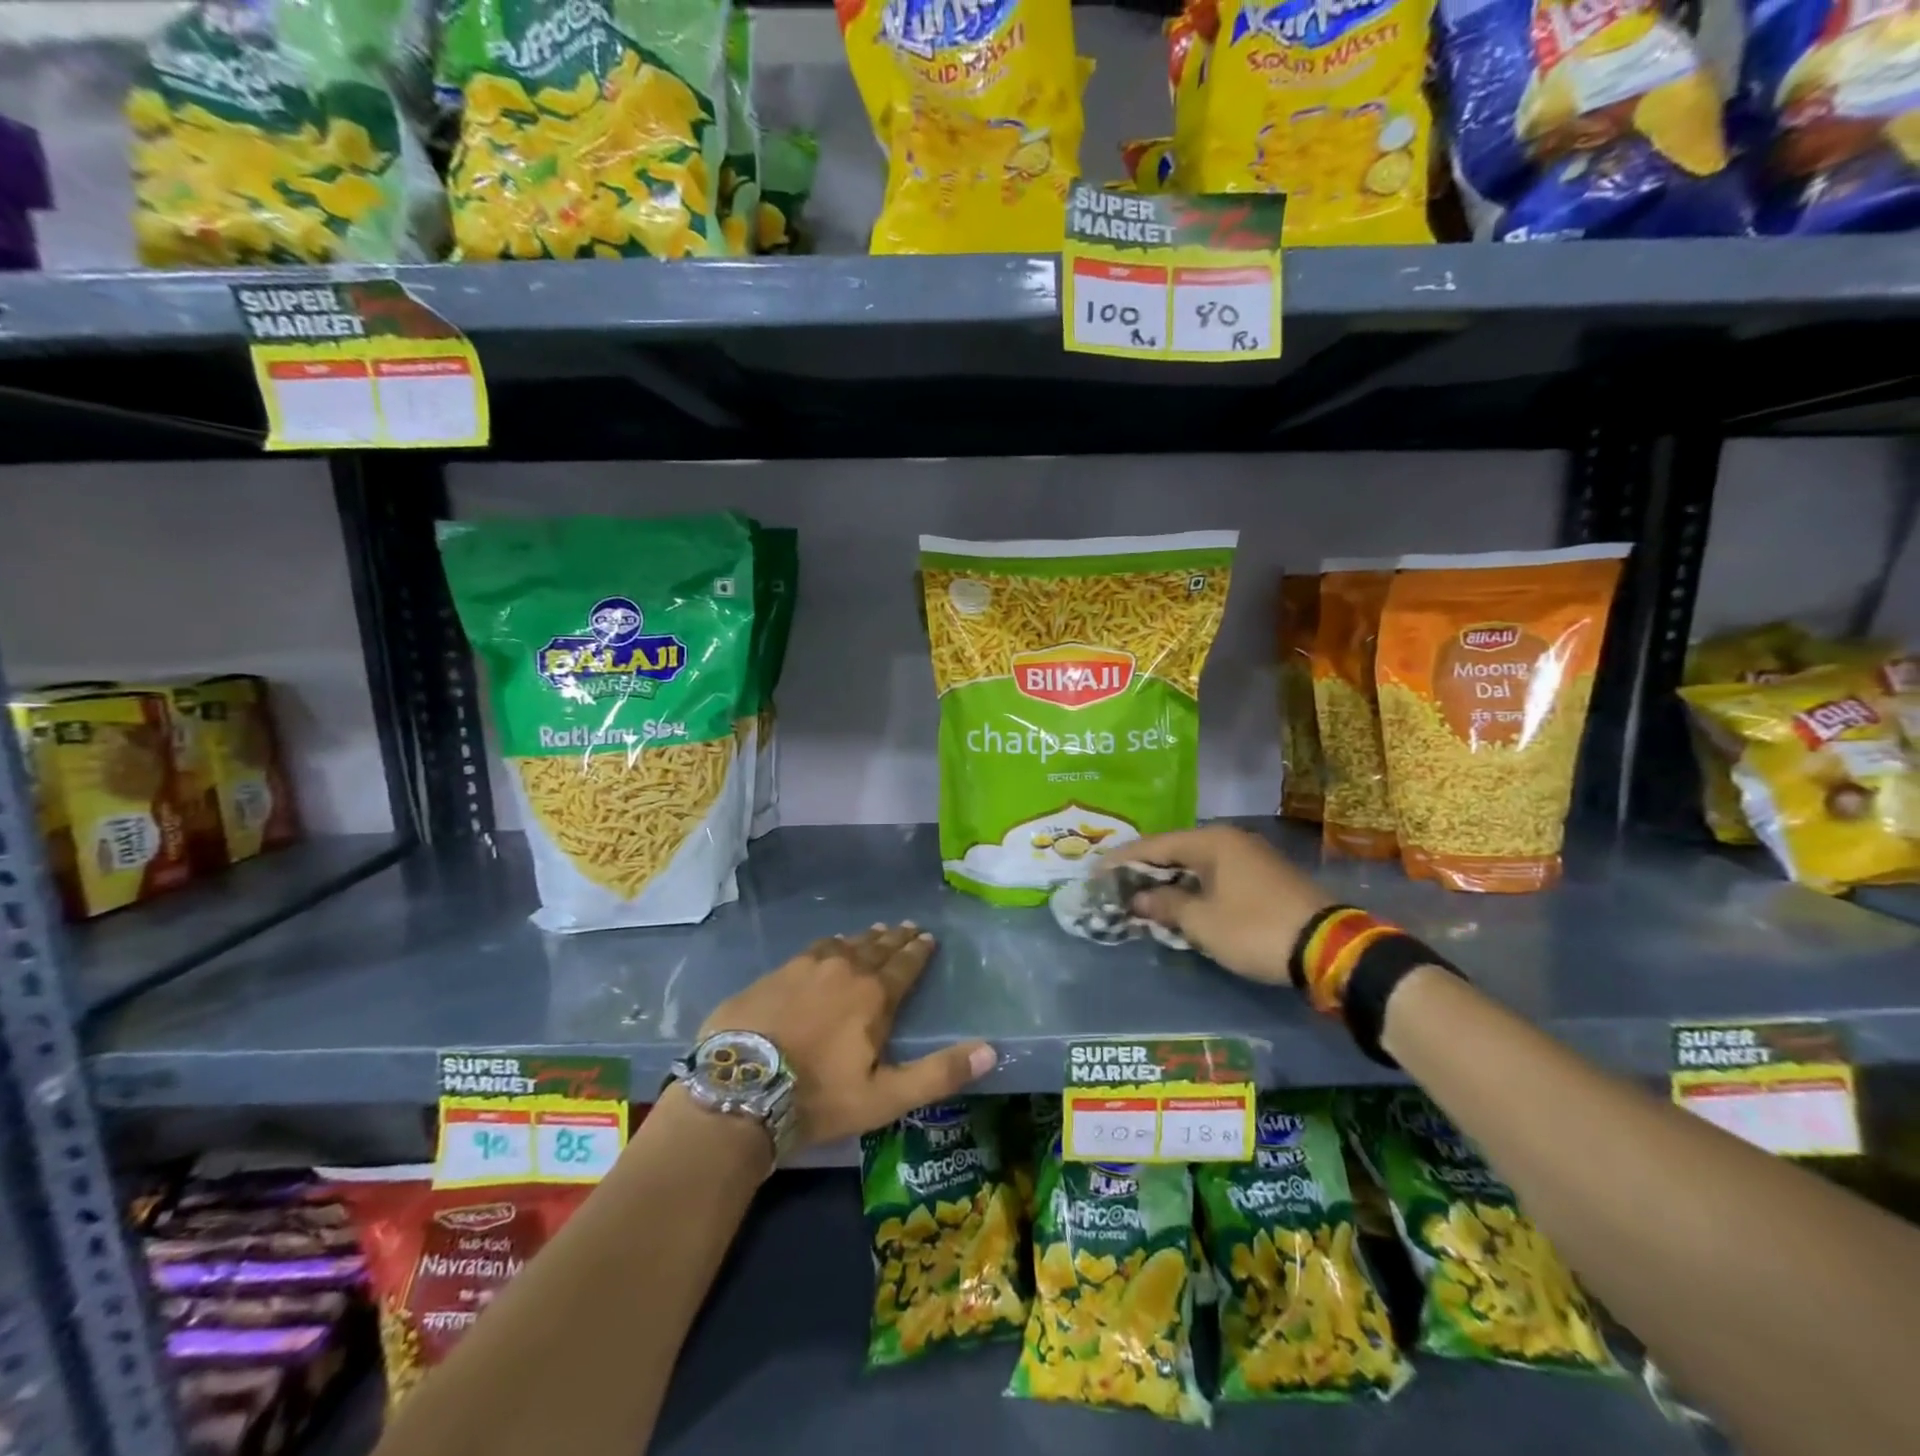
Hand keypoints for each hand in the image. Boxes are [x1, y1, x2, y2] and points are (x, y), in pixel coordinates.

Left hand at [700, 924, 996, 1147]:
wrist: (740, 1089)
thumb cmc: (819, 1096)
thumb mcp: (885, 1097)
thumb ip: (939, 1074)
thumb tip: (991, 1051)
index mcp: (873, 995)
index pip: (905, 964)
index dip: (919, 951)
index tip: (929, 937)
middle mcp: (844, 969)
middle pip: (876, 947)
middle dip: (896, 938)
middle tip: (908, 927)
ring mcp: (805, 967)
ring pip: (844, 944)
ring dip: (864, 938)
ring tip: (876, 932)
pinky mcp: (775, 974)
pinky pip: (813, 950)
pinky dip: (830, 945)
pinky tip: (828, 947)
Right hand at [1119, 826, 1332, 985]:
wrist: (1330, 948)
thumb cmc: (1255, 928)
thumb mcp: (1202, 922)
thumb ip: (1165, 904)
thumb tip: (1138, 897)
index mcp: (1212, 841)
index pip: (1155, 845)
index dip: (1123, 860)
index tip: (1096, 871)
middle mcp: (1231, 841)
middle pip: (1176, 852)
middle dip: (1145, 871)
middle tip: (1116, 885)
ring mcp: (1251, 859)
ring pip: (1197, 866)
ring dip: (1170, 883)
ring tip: (1141, 897)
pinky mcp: (1264, 879)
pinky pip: (1216, 877)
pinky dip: (1193, 889)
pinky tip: (1179, 905)